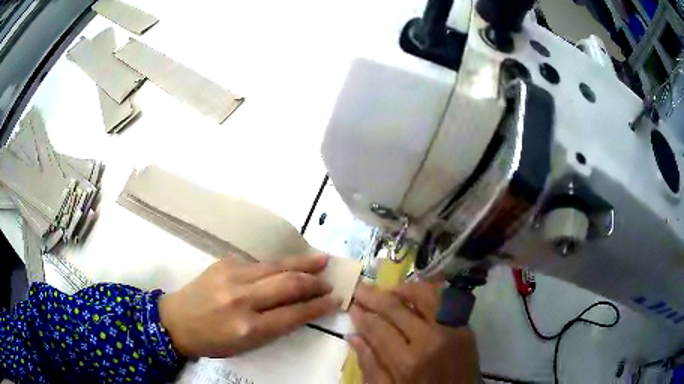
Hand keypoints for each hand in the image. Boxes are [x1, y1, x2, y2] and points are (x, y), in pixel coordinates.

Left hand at [159, 255, 339, 357]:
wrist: (176, 320)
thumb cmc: (213, 341)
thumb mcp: (246, 345)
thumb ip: (275, 327)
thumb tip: (302, 309)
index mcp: (248, 328)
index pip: (293, 314)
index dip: (318, 306)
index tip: (334, 300)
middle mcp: (241, 300)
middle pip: (288, 284)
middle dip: (314, 282)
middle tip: (329, 282)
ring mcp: (231, 276)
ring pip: (276, 266)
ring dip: (303, 263)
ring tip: (322, 260)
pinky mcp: (224, 262)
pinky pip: (260, 263)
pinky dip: (279, 264)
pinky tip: (290, 263)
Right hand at [348, 282, 478, 383]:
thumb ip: (370, 366)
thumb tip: (354, 337)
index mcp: (408, 361)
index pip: (379, 329)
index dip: (363, 316)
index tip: (352, 306)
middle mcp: (430, 339)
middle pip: (397, 309)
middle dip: (375, 296)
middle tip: (361, 288)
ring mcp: (451, 329)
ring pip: (425, 296)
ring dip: (404, 288)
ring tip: (389, 290)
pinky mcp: (465, 326)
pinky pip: (446, 300)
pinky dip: (430, 292)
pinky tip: (417, 293)